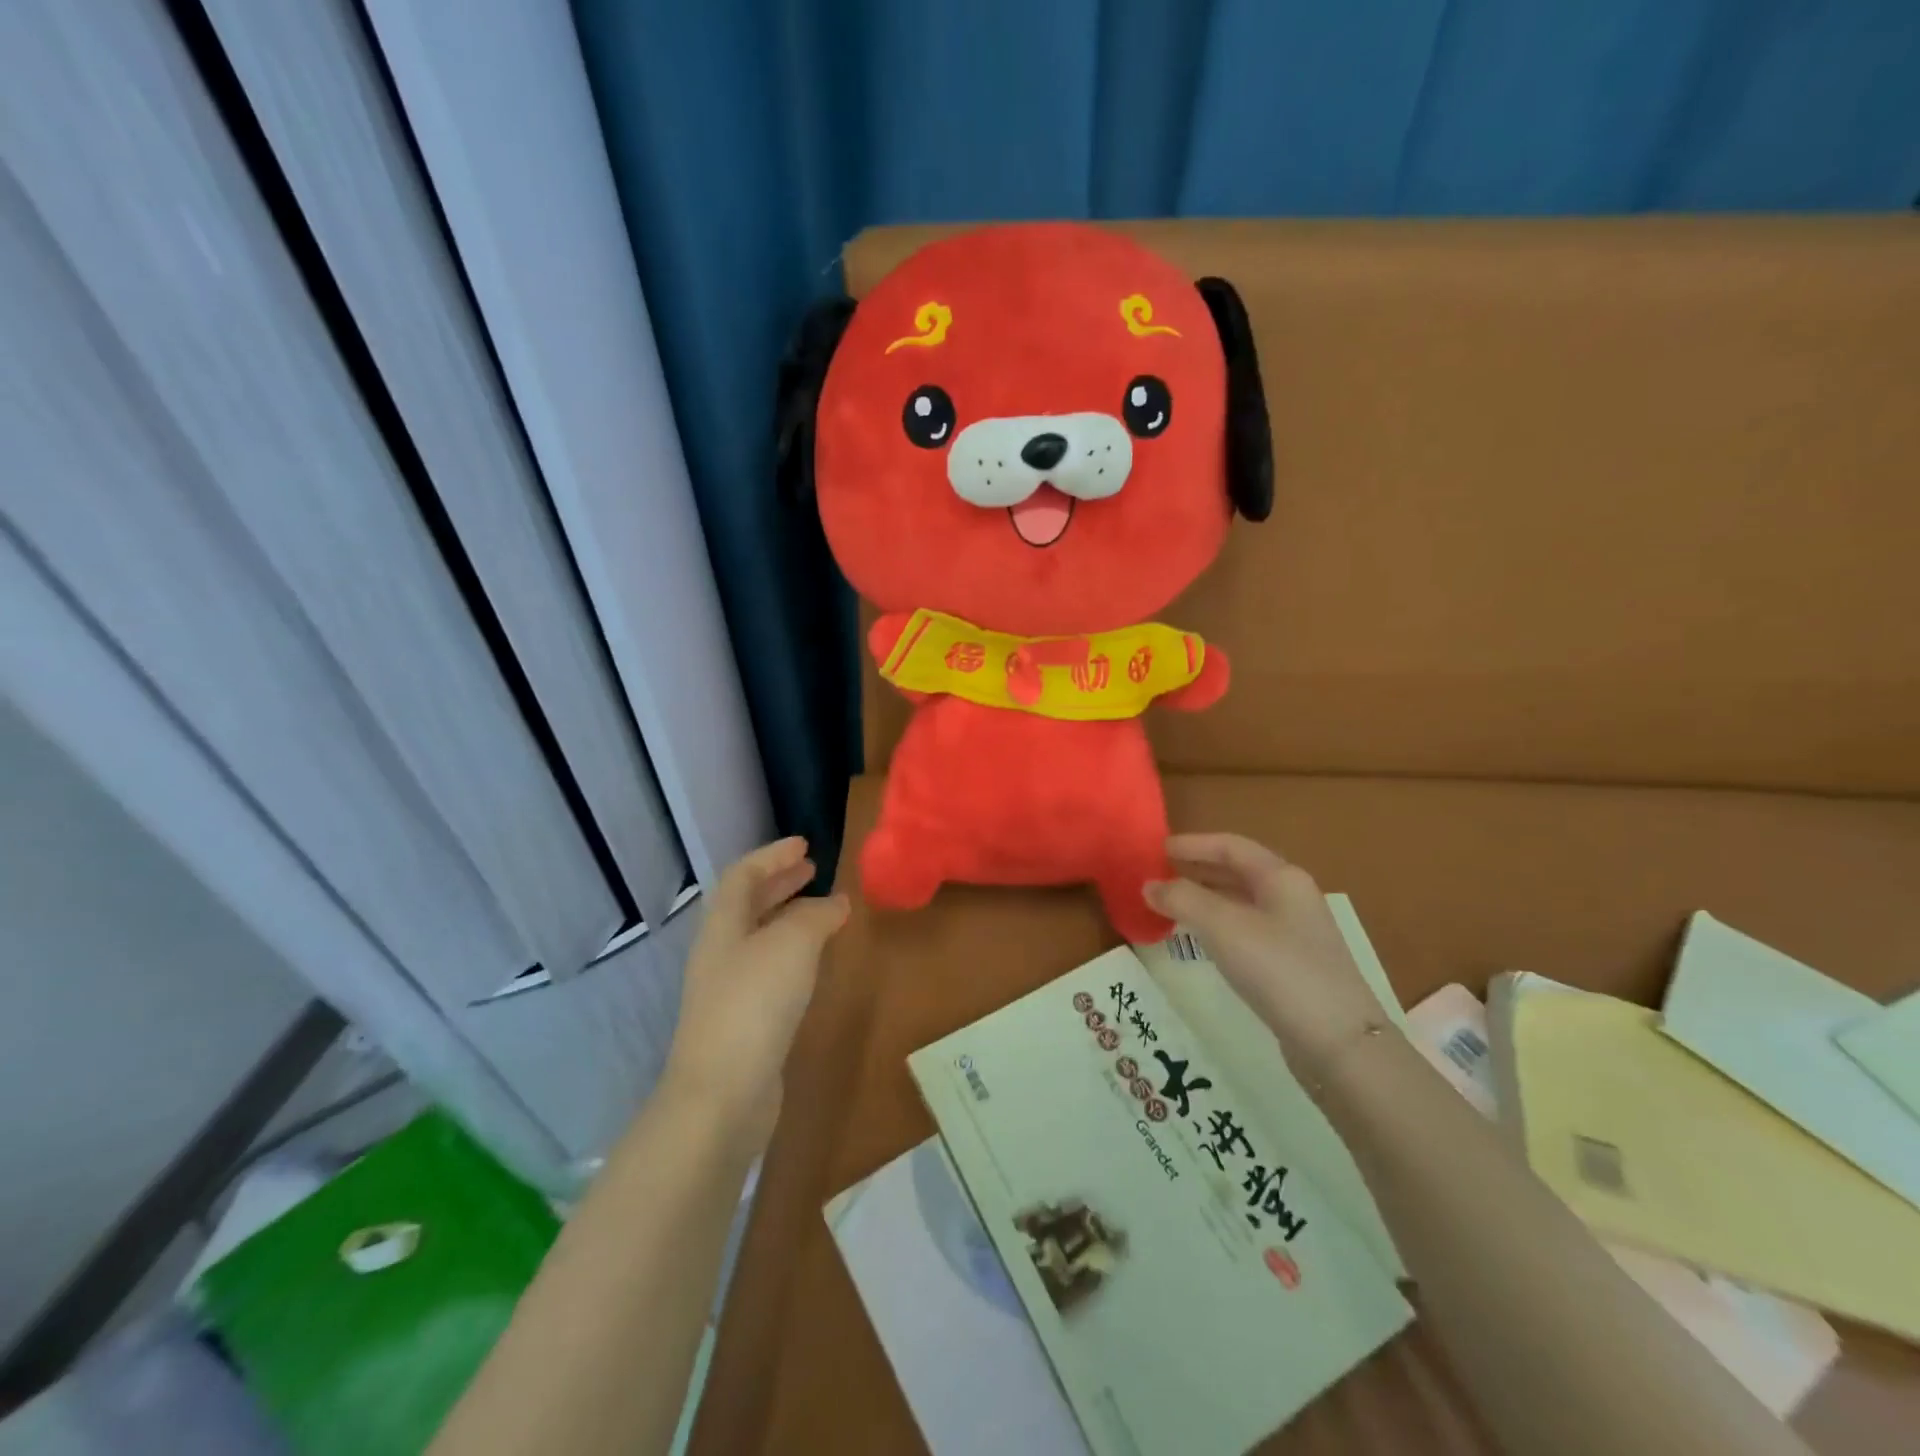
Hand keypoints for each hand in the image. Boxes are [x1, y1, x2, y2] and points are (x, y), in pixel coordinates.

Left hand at [662, 838, 849, 1149]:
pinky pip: (771, 970)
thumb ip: (816, 916)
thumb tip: (836, 902)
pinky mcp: (744, 1022)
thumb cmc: (754, 1004)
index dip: (773, 855)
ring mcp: (730, 990)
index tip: (805, 844)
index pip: (743, 874)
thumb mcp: (792, 944)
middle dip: (780, 882)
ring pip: (761, 938)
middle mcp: (721, 952)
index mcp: (723, 925)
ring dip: (789, 916)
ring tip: (823, 911)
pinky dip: (794, 953)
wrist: (722, 1095)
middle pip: (748, 904)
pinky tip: (815, 963)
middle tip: (813, 869)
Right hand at [1144, 833, 1387, 1088]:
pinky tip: (1200, 939)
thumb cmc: (1279, 969)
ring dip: (1204, 898)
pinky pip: (1246, 929)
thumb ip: (1182, 899)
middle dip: (1197, 869)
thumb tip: (1148, 885)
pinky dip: (1217, 924)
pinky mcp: (1292, 963)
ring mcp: (1295, 932)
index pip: (1230, 846)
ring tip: (1170, 905)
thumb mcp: (1223, 927)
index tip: (1156, 849)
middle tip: (1158, 875)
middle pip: (1238, 871)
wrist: (1339, 1043)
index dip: (1192, 844)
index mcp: (1281, 877)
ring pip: (1241, 902)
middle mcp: (1291, 897)